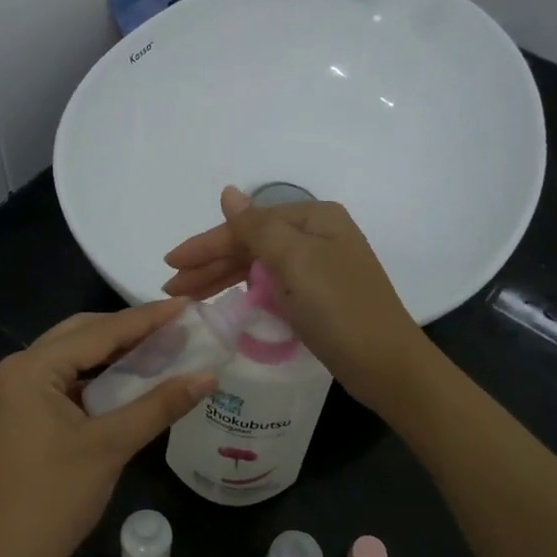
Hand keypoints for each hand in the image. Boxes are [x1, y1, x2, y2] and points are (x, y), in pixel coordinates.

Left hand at [0, 302, 213, 556]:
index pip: (98, 332)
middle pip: (82, 336)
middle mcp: (18, 370)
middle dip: (129, 331)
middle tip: (178, 327)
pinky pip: (67, 382)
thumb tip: (209, 375)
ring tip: (162, 347)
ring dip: (115, 354)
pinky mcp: (23, 415)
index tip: (188, 306)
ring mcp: (16, 393)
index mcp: (30, 368)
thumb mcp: (111, 447)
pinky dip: (99, 378)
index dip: (146, 319)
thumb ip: (160, 405)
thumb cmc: (54, 499)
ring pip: (74, 358)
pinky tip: (131, 380)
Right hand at [162, 187, 430, 411]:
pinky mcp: (318, 296)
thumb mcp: (295, 261)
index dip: (206, 244)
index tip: (170, 263)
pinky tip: (226, 300)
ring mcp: (319, 267)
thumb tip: (228, 193)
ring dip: (222, 278)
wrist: (386, 364)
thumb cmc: (339, 308)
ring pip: (259, 266)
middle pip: (251, 244)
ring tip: (186, 297)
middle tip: (171, 287)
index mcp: (314, 218)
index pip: (247, 225)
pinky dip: (246, 291)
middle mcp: (318, 236)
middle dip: (210, 264)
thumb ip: (256, 227)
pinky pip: (271, 285)